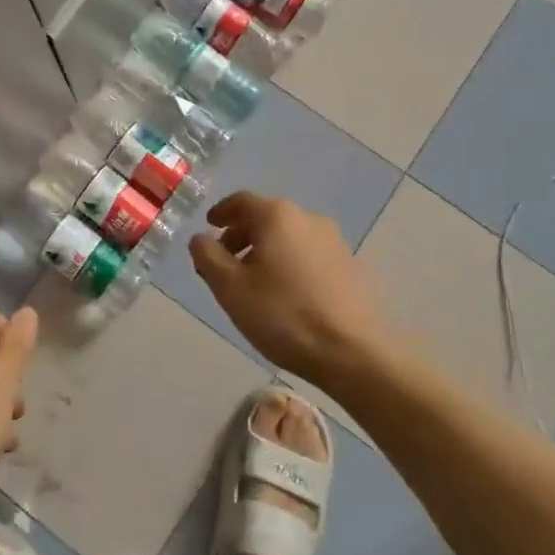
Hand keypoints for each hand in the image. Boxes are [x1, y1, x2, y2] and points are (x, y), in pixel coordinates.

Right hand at [189, 192, 386, 383]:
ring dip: (265, 251)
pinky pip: (308, 254)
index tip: (208, 226)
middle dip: (241, 235)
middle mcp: (308, 218)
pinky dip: (289, 263)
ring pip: (288, 237)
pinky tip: (285, 294)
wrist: (354, 352)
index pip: (241, 201)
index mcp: (277, 216)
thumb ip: (207, 256)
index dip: (220, 212)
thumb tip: (200, 238)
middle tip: (223, 261)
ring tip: (252, 282)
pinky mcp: (350, 266)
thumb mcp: (230, 288)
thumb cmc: (284, 315)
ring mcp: (334, 242)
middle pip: (266, 217)